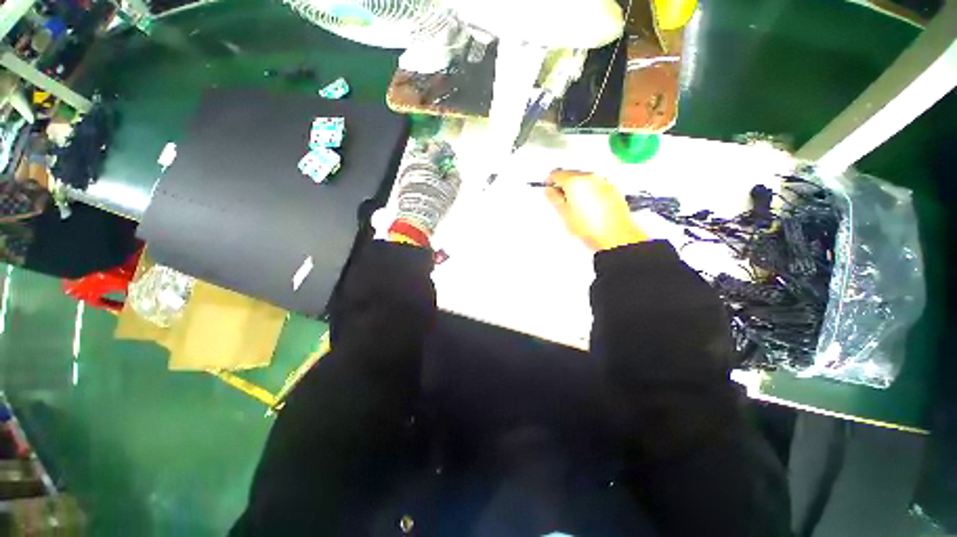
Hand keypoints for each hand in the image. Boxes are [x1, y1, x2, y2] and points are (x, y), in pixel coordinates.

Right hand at [545, 169, 646, 250]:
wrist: (615, 234)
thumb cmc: (592, 227)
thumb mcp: (564, 213)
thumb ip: (554, 198)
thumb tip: (550, 191)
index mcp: (575, 181)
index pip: (556, 174)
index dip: (549, 181)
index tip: (548, 186)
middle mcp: (590, 177)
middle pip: (571, 174)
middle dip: (564, 184)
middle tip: (560, 198)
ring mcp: (603, 181)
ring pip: (584, 179)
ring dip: (577, 187)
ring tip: (576, 205)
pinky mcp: (612, 188)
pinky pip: (595, 185)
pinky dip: (589, 191)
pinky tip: (588, 206)